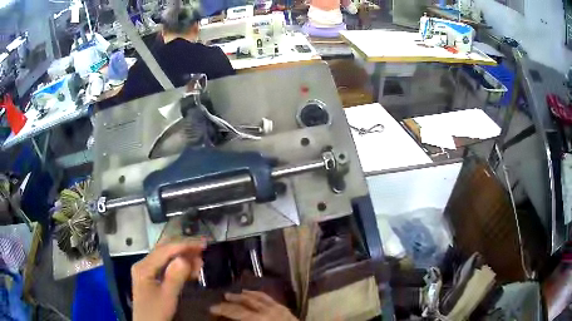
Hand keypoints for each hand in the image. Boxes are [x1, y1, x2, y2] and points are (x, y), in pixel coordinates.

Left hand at [132, 239, 205, 320]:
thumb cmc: (156, 312)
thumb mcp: (167, 297)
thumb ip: (175, 276)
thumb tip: (185, 257)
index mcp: (144, 266)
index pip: (165, 250)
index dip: (184, 245)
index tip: (202, 245)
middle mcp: (144, 264)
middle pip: (164, 249)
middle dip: (184, 247)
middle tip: (202, 247)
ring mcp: (147, 270)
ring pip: (166, 257)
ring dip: (183, 256)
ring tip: (200, 258)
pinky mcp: (152, 277)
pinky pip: (166, 266)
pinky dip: (179, 265)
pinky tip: (191, 268)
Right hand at [210, 290, 297, 320]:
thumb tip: (229, 319)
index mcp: (259, 318)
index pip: (236, 312)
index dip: (222, 309)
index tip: (211, 307)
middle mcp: (268, 310)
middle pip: (247, 301)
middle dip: (234, 299)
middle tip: (223, 297)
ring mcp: (278, 308)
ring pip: (259, 297)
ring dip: (247, 295)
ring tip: (239, 292)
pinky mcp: (286, 309)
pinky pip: (271, 299)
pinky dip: (261, 295)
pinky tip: (257, 295)